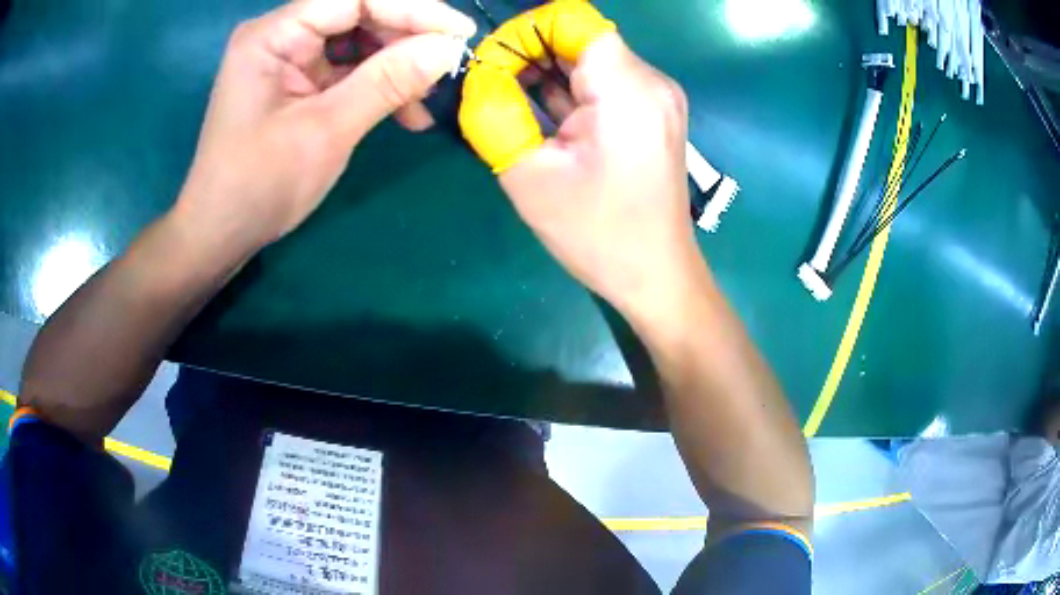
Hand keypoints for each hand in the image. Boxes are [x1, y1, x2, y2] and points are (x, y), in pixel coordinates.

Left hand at [175, 0, 474, 251]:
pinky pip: (347, 68)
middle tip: (445, 69)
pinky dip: (377, 86)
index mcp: (273, 35)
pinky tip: (403, 113)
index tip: (460, 33)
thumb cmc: (259, 186)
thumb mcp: (326, 131)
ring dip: (396, 66)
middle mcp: (280, 35)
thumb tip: (448, 48)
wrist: (220, 234)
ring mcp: (287, 58)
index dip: (412, 9)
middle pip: (358, 14)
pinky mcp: (296, 81)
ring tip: (423, 103)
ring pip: (357, 41)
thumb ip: (386, 82)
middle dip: (405, 39)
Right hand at [497, 33, 697, 320]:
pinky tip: (542, 115)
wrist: (655, 275)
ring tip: (508, 102)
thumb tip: (476, 76)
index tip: (493, 63)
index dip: (525, 30)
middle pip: (579, 36)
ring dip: (545, 72)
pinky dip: (568, 89)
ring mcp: (656, 96)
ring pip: (590, 58)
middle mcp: (651, 81)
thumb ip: (493, 115)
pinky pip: (604, 81)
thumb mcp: (529, 177)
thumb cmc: (597, 235)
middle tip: (490, 88)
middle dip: (528, 53)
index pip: (571, 18)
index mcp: (628, 89)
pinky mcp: (653, 112)